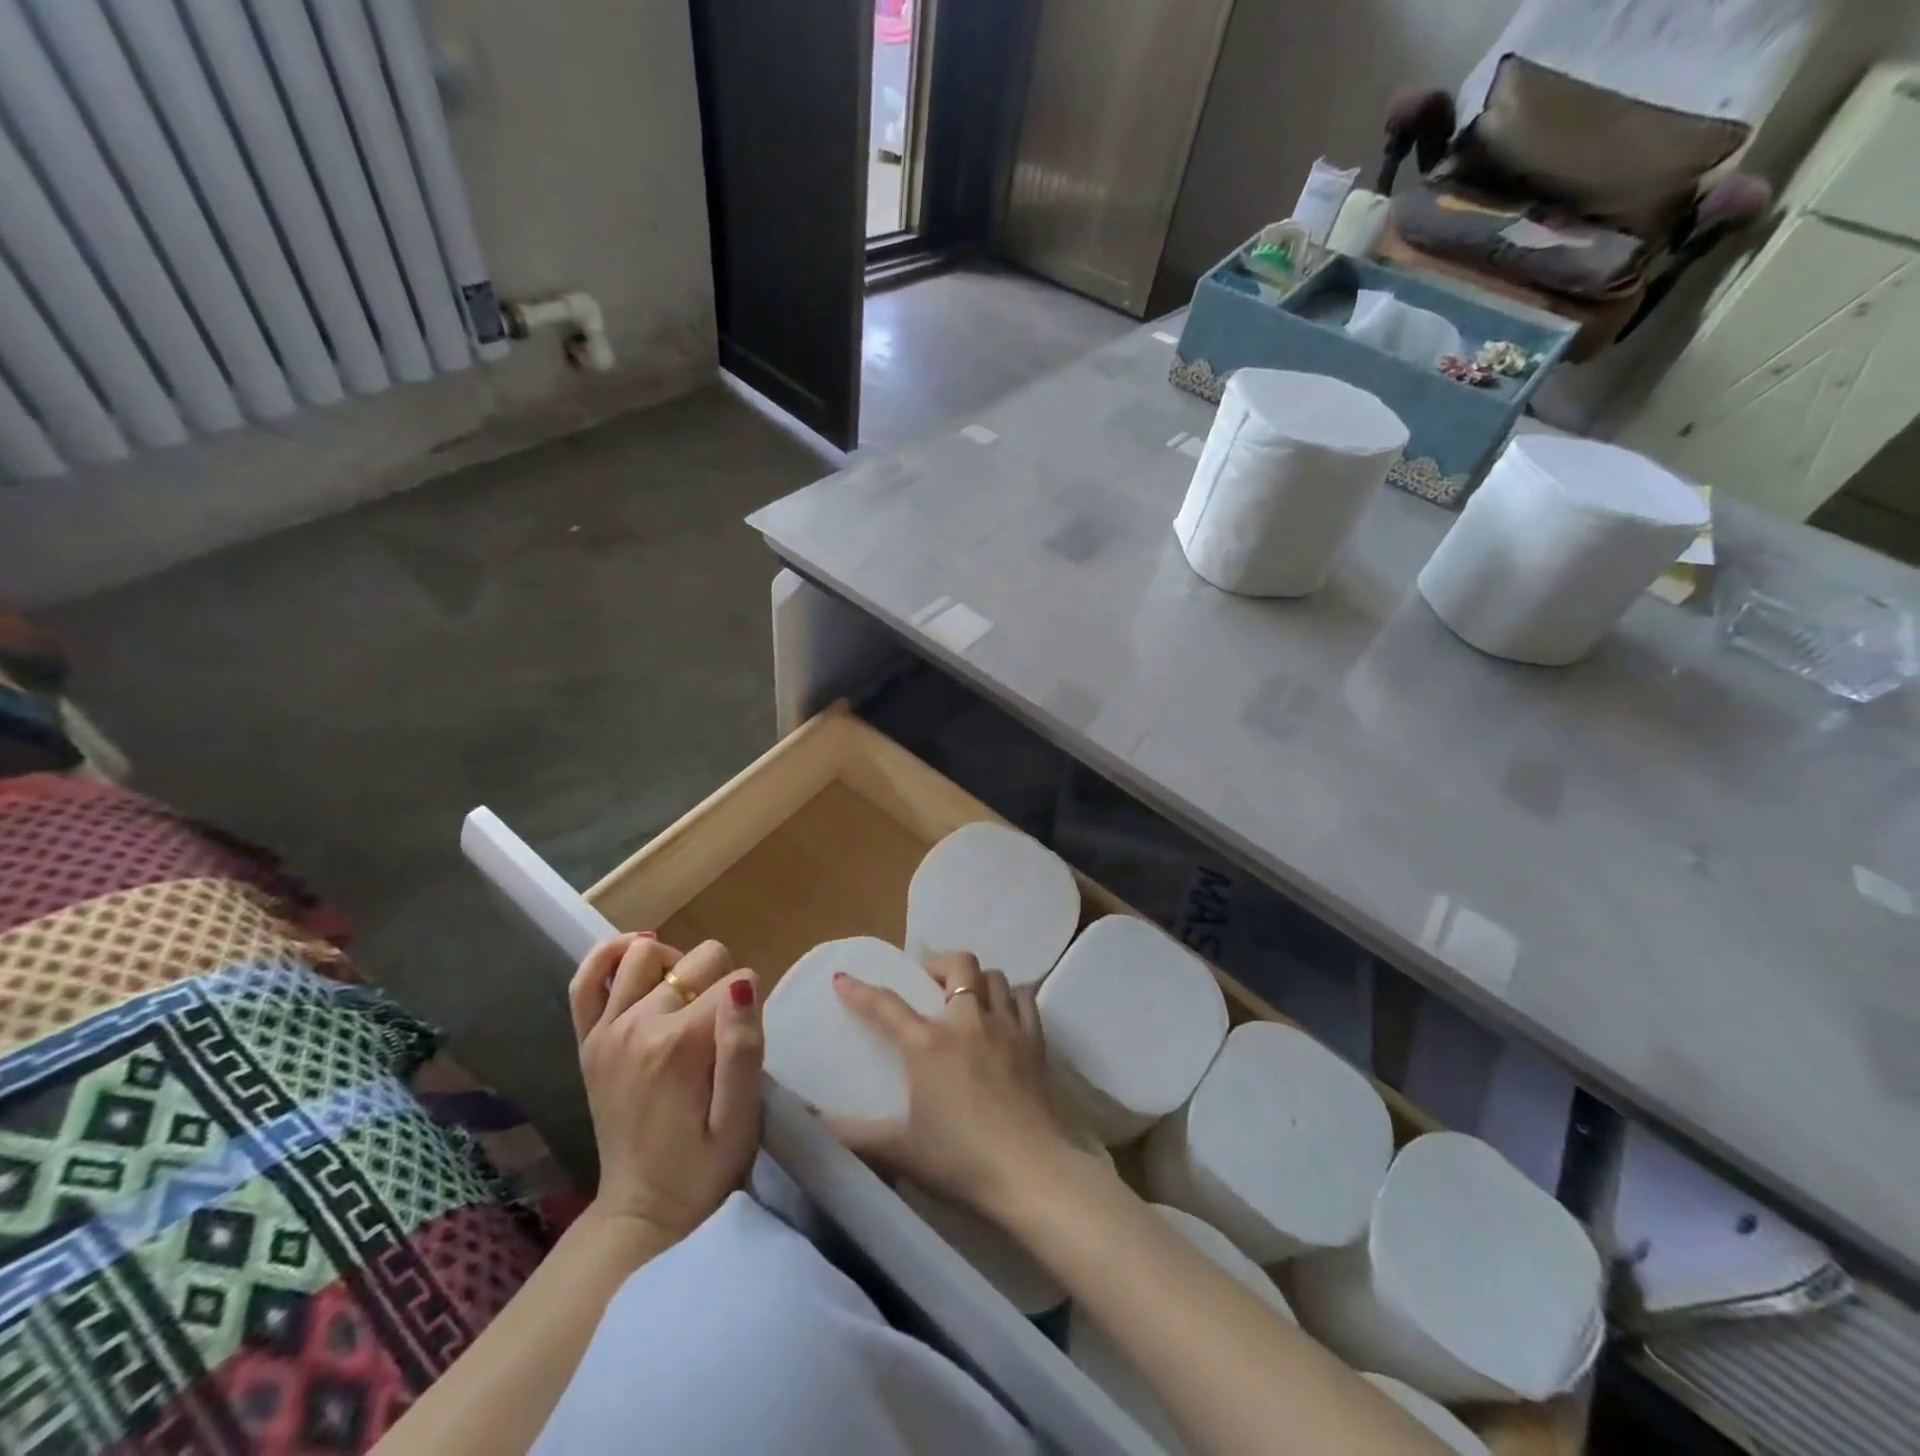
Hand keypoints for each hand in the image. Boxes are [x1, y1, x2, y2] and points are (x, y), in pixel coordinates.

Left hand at [567, 934, 762, 1241]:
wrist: (643, 1212)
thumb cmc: (705, 1166)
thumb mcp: (741, 1117)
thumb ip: (744, 1047)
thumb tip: (744, 981)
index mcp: (680, 1044)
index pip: (735, 980)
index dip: (750, 1005)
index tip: (743, 1044)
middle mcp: (637, 1025)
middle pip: (698, 959)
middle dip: (720, 982)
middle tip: (719, 1032)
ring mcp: (605, 1030)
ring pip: (645, 954)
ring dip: (675, 967)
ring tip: (687, 999)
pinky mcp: (588, 1040)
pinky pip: (587, 978)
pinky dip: (609, 955)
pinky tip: (636, 957)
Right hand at [828, 952, 1078, 1222]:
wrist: (1030, 1172)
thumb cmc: (960, 1160)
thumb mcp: (899, 1151)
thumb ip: (855, 1136)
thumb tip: (816, 1124)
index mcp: (928, 1044)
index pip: (886, 1005)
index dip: (860, 990)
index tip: (843, 979)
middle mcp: (967, 1022)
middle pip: (958, 964)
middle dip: (939, 964)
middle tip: (927, 984)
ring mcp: (1006, 1027)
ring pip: (994, 976)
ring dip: (977, 980)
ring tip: (967, 999)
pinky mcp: (1035, 1041)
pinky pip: (1024, 1000)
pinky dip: (1010, 998)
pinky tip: (1003, 1016)